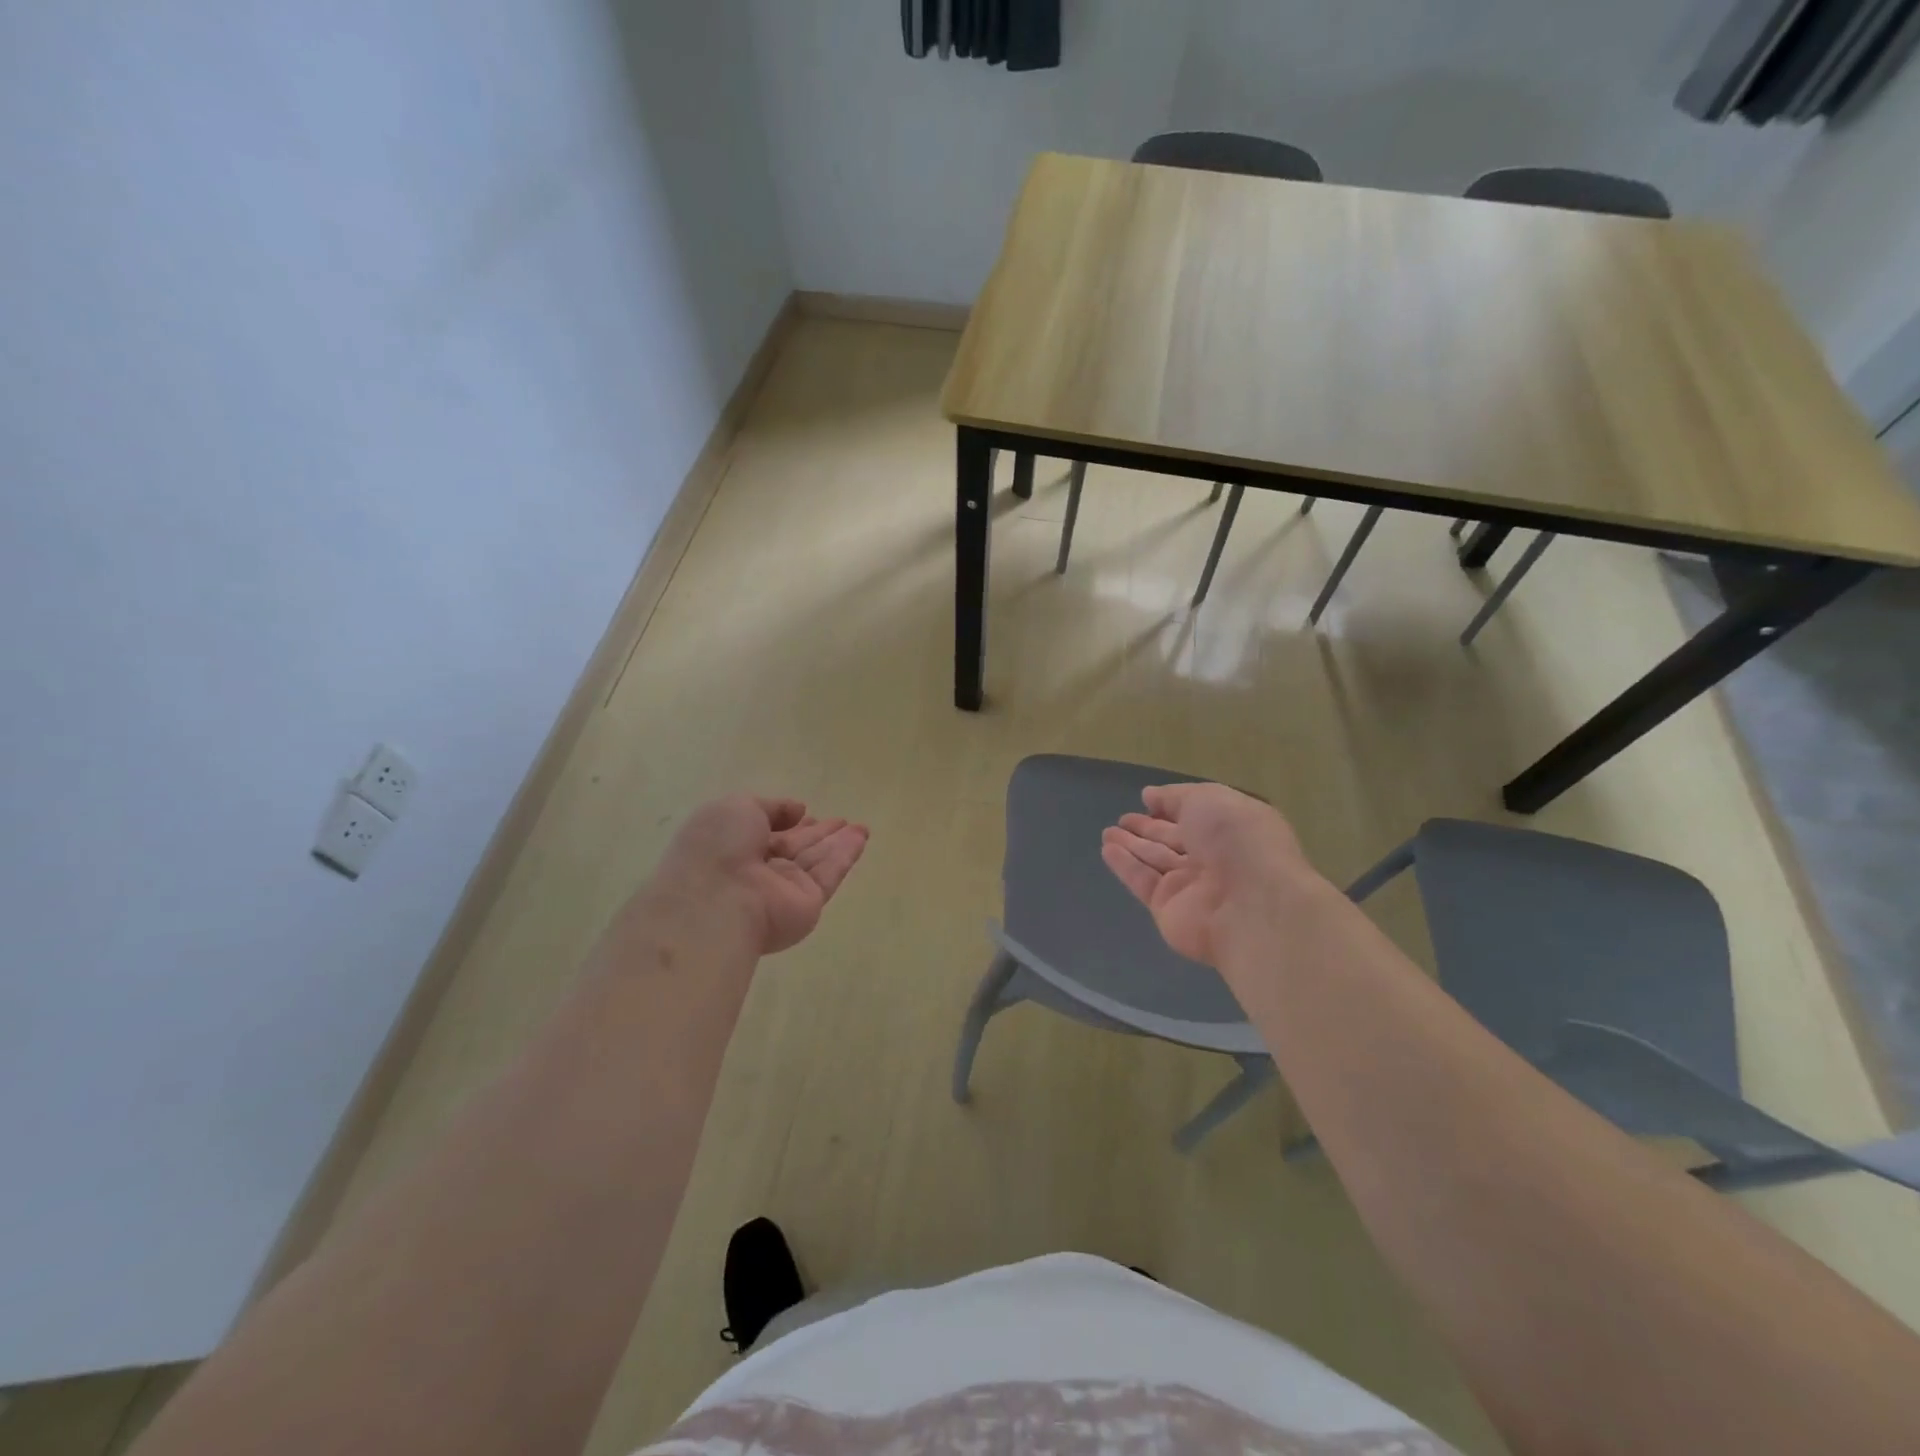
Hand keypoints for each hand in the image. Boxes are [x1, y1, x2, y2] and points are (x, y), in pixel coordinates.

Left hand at [651, 795, 869, 955]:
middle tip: (841, 821)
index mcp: (734, 847)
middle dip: (817, 834)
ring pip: (816, 860)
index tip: (806, 814)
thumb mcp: (737, 808)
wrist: (718, 900)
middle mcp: (759, 870)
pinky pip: (829, 874)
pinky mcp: (808, 903)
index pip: (766, 833)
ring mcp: (784, 889)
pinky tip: (860, 839)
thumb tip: (798, 811)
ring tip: (861, 827)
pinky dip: (845, 856)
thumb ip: (771, 807)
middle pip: (795, 848)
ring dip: (837, 843)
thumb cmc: (719, 847)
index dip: (787, 823)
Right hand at [1100, 782, 1316, 967]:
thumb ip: (1176, 796)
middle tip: (1123, 819)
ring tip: (1107, 832)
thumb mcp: (1209, 799)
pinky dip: (1125, 865)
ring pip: (1155, 860)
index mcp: (1231, 829)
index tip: (1147, 799)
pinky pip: (1143, 881)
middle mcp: (1213, 857)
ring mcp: (1190, 885)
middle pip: (1174, 840)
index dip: (1172, 807)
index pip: (1196, 816)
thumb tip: (1150, 795)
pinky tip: (1107, 850)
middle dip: (1149, 829)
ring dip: (1131, 845)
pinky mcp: (1168, 907)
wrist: (1250, 905)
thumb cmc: (1237, 840)